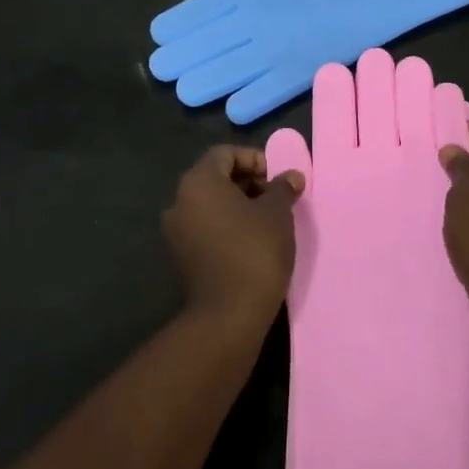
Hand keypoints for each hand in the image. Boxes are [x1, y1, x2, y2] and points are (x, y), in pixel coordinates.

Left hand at [162, 146, 301, 324]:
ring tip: (269, 220)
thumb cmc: (255, 250)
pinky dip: (227, 225)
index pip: (225, 153)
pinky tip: (253, 241)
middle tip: (277, 197)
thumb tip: (291, 176)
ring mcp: (176, 231)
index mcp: (199, 182)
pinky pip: (206, 227)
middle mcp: (180, 201)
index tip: (277, 178)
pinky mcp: (181, 256)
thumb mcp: (277, 213)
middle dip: (249, 182)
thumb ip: (283, 188)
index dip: (255, 159)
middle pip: (216, 177)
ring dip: (240, 205)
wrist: (229, 314)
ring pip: (211, 204)